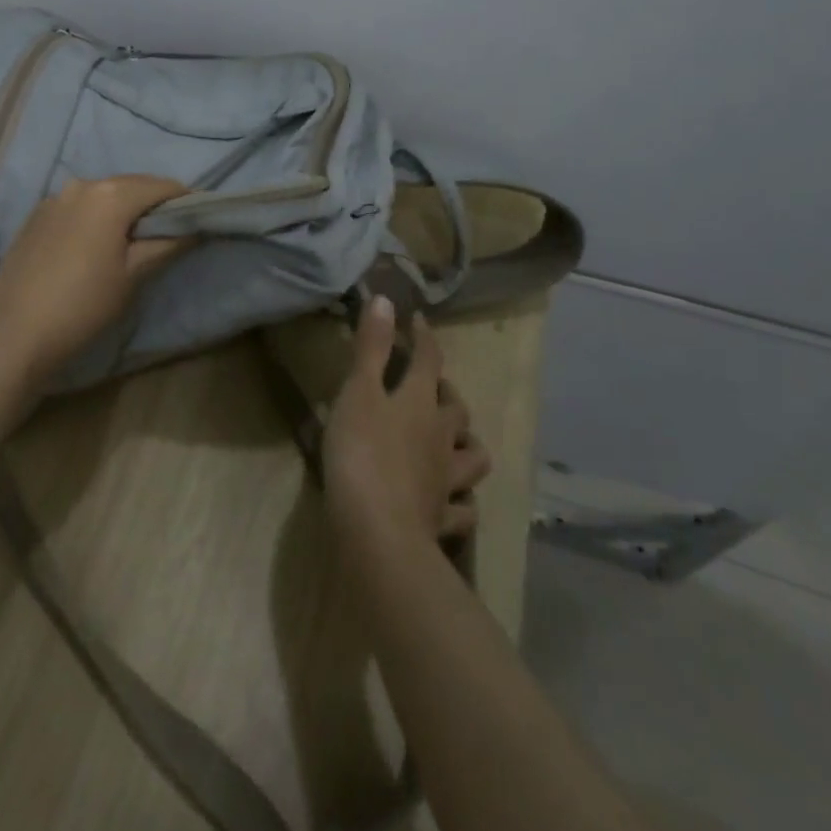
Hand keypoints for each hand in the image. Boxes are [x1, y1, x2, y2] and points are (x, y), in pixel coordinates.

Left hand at [0, 175, 191, 386]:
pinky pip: (78, 206)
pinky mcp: (36, 216)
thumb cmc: (84, 304)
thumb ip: (167, 243)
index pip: (162, 186)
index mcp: (110, 195)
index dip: (185, 200)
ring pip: (103, 194)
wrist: (16, 332)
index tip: (199, 218)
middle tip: (171, 229)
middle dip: (154, 202)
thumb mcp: (134, 275)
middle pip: (131, 185)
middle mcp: (81, 184)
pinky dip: (96, 216)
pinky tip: (97, 244)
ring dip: (124, 208)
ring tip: (134, 238)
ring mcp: (54, 198)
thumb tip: (193, 227)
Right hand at [322, 297, 490, 554]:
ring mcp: (445, 481)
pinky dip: (461, 501)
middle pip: (456, 410)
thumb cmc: (362, 452)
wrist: (377, 531)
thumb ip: (372, 346)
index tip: (418, 321)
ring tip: (454, 440)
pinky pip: (462, 509)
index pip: (430, 360)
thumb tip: (386, 299)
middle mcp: (441, 438)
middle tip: (434, 385)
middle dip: (448, 392)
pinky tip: (453, 499)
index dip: (424, 338)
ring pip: (472, 458)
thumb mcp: (358, 391)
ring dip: (466, 444)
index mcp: (420, 403)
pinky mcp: (440, 519)